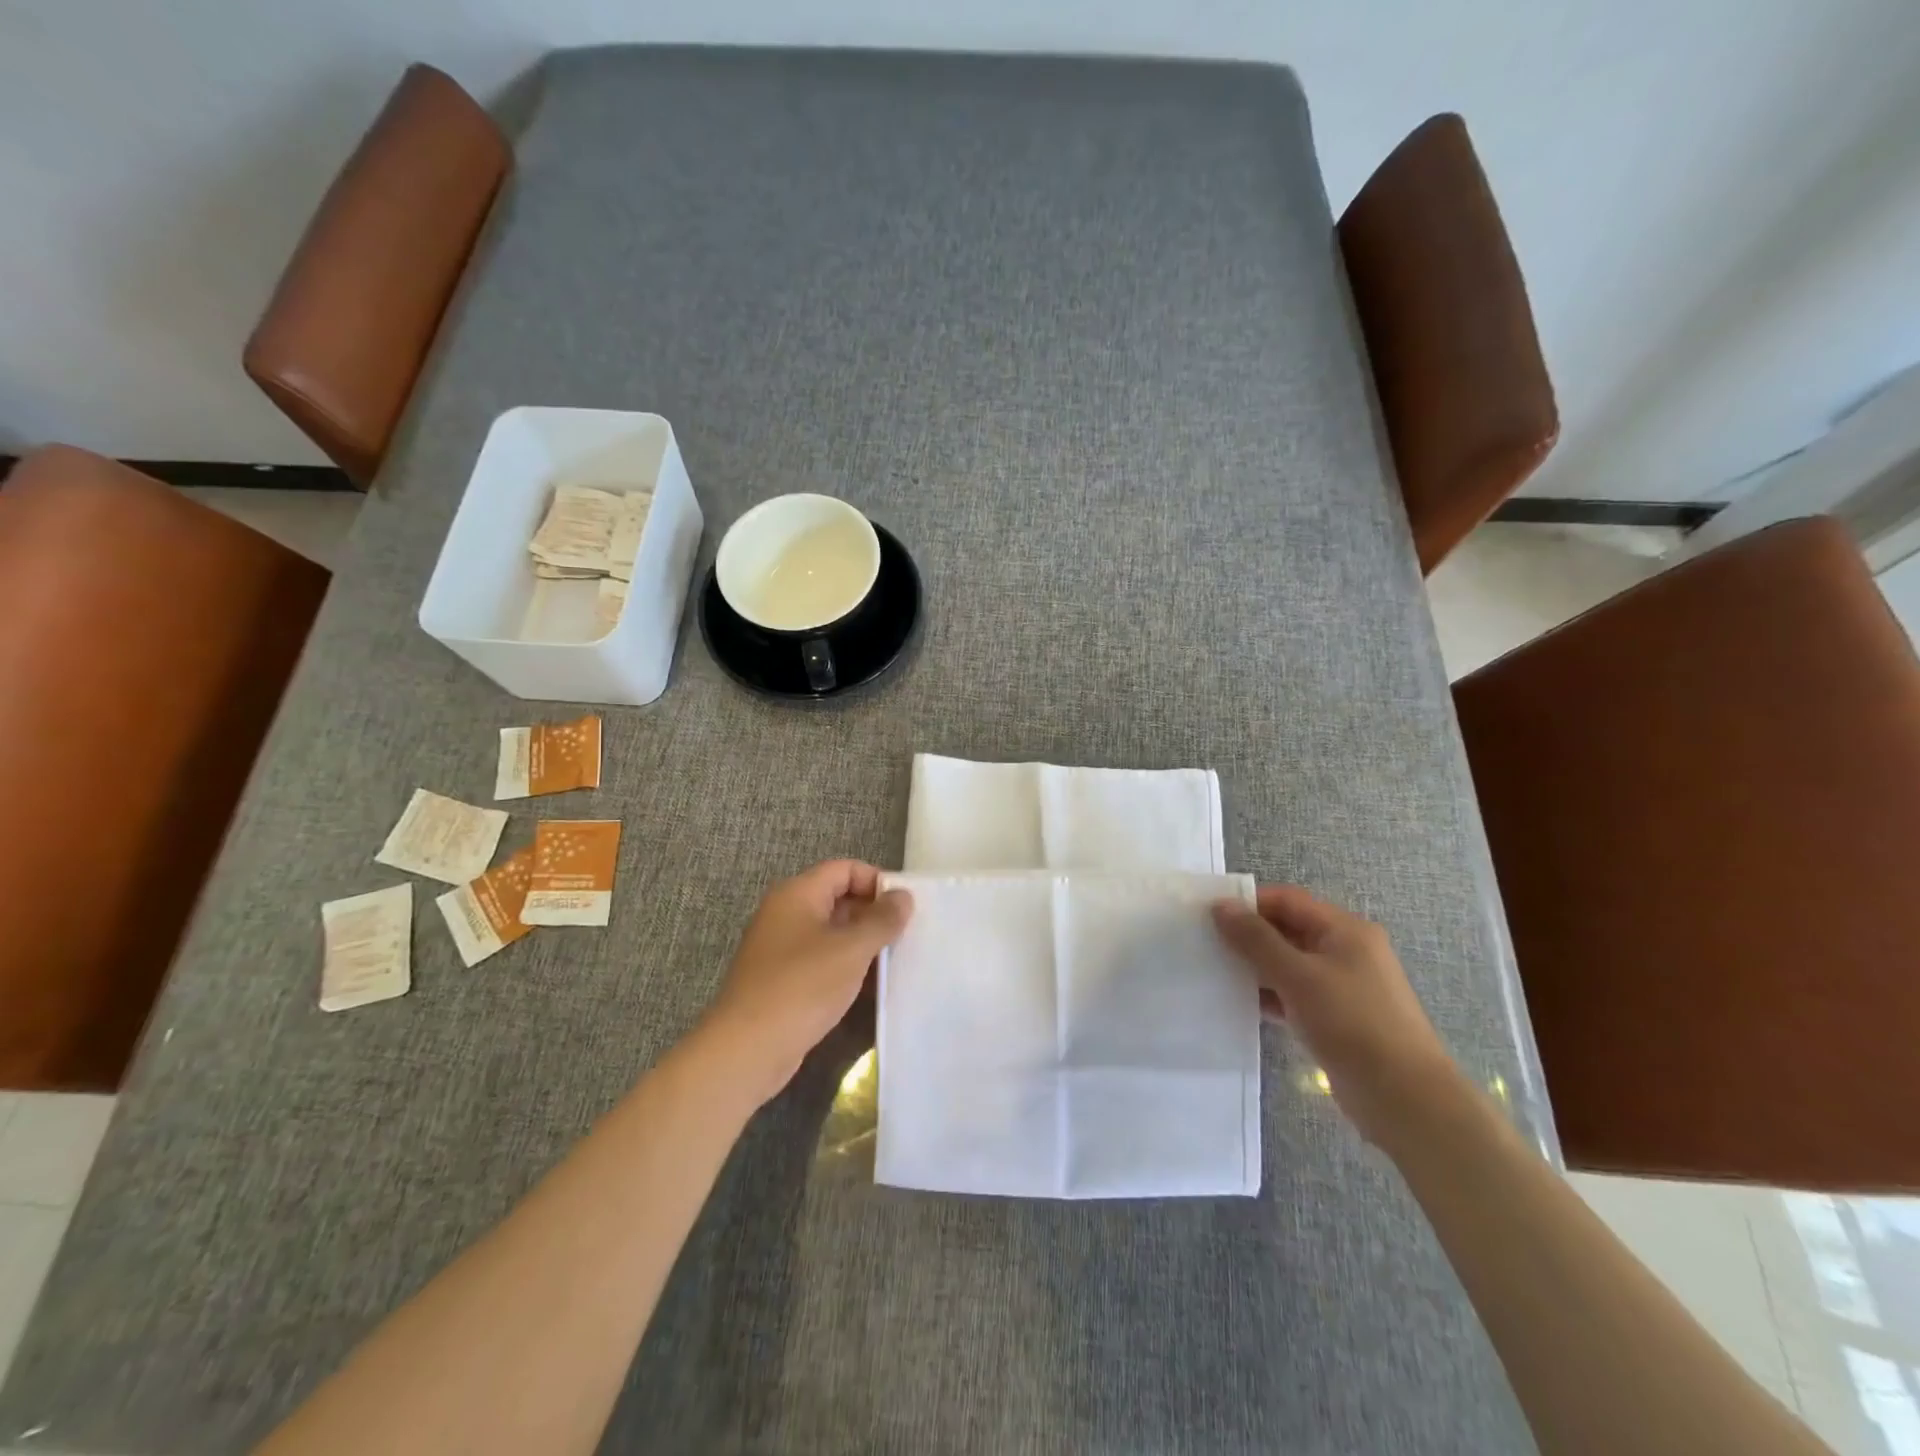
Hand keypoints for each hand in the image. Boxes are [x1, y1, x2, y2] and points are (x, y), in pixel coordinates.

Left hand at [699, 861, 913, 1106]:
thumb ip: (882, 920)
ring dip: (862, 943)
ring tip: (896, 960)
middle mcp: (785, 913)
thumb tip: (903, 896)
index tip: (906, 906)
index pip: (844, 869)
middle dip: (873, 914)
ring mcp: (781, 947)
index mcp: (797, 894)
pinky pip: (821, 960)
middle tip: (907, 934)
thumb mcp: (851, 949)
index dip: (877, 881)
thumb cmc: (802, 987)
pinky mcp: (782, 979)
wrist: (746, 1050)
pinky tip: (870, 986)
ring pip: (831, 933)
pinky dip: (846, 967)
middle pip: (838, 898)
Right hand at [1212, 885, 1458, 1145]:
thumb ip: (1256, 939)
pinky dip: (1269, 995)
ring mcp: (1343, 987)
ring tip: (1214, 971)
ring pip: (1289, 964)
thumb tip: (1221, 906)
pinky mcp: (1337, 1019)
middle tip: (1205, 942)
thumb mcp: (1298, 976)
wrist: (1404, 1099)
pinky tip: (1239, 1003)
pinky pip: (1294, 995)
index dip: (1248, 903)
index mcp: (1345, 930)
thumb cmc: (1352, 1024)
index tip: (1208, 914)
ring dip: (1255, 967)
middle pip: (1288, 930)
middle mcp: (1346, 951)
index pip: (1288, 900)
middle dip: (1248, 935)